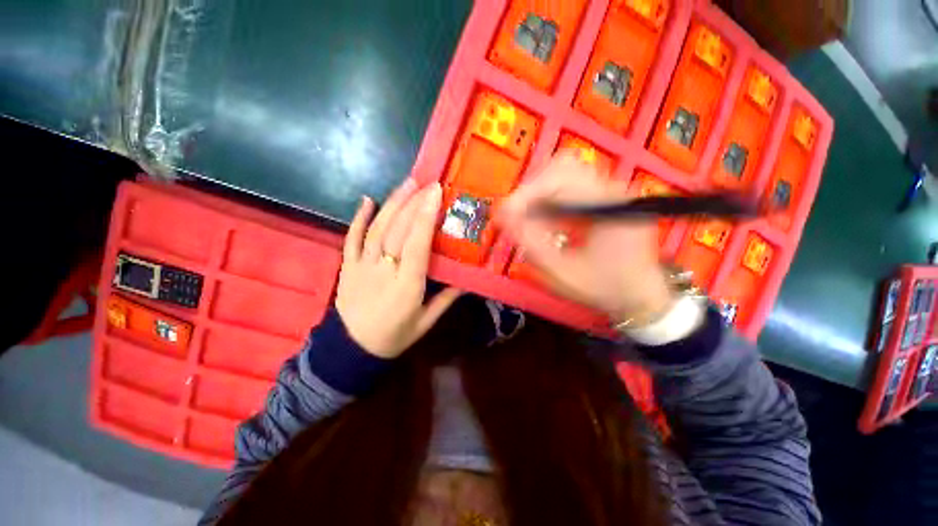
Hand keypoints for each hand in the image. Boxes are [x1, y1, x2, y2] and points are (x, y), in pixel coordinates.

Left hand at [336, 180, 461, 357]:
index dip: (425, 217)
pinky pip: (351, 239)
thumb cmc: (395, 336)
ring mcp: (361, 267)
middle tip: (425, 182)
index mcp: (407, 286)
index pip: (417, 245)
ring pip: (376, 230)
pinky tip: (367, 200)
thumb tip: (468, 279)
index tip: (435, 194)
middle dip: (412, 203)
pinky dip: (358, 218)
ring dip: (392, 204)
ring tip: (406, 184)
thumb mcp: (426, 322)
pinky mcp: (347, 267)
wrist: (352, 350)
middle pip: (397, 231)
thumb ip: (446, 298)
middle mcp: (384, 271)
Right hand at [498, 153, 674, 324]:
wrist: (640, 297)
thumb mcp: (562, 272)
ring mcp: (610, 190)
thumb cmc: (604, 289)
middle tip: (516, 217)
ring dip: (539, 194)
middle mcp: (613, 189)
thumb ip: (531, 244)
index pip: (560, 179)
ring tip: (528, 220)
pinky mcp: (605, 197)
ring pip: (564, 173)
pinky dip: (549, 200)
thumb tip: (504, 218)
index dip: (526, 194)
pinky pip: (570, 186)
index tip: (504, 215)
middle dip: (531, 191)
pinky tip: (545, 221)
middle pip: (562, 167)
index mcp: (609, 205)